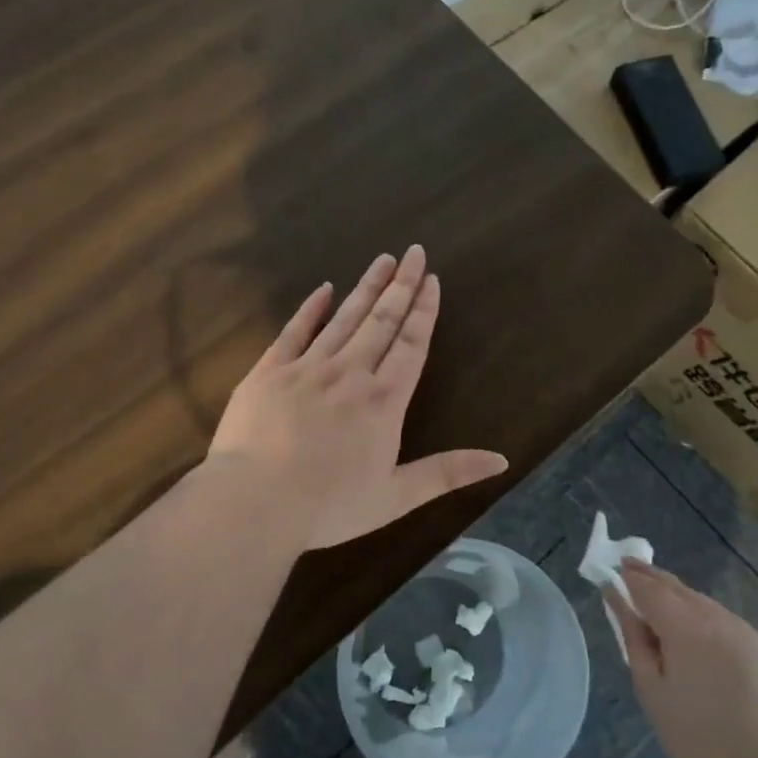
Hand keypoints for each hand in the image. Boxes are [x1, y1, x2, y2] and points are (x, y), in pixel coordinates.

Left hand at [208, 246, 508, 550]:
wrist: (255, 502)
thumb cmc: (329, 506)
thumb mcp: (397, 496)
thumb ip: (447, 474)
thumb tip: (502, 460)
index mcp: (383, 401)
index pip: (411, 344)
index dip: (424, 310)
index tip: (432, 279)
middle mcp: (349, 373)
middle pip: (381, 321)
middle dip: (400, 285)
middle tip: (413, 252)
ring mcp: (306, 368)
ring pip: (343, 318)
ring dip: (365, 288)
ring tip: (382, 260)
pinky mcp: (268, 372)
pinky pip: (294, 331)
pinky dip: (311, 308)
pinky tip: (324, 288)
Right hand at [608, 562, 757, 757]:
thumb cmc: (693, 735)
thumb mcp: (649, 686)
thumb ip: (632, 635)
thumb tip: (615, 598)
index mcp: (686, 627)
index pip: (650, 587)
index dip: (629, 576)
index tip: (613, 568)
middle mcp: (718, 618)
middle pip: (679, 587)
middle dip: (652, 578)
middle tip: (630, 570)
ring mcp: (747, 632)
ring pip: (704, 604)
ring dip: (680, 599)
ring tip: (660, 606)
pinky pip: (727, 623)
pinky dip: (706, 620)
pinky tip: (697, 637)